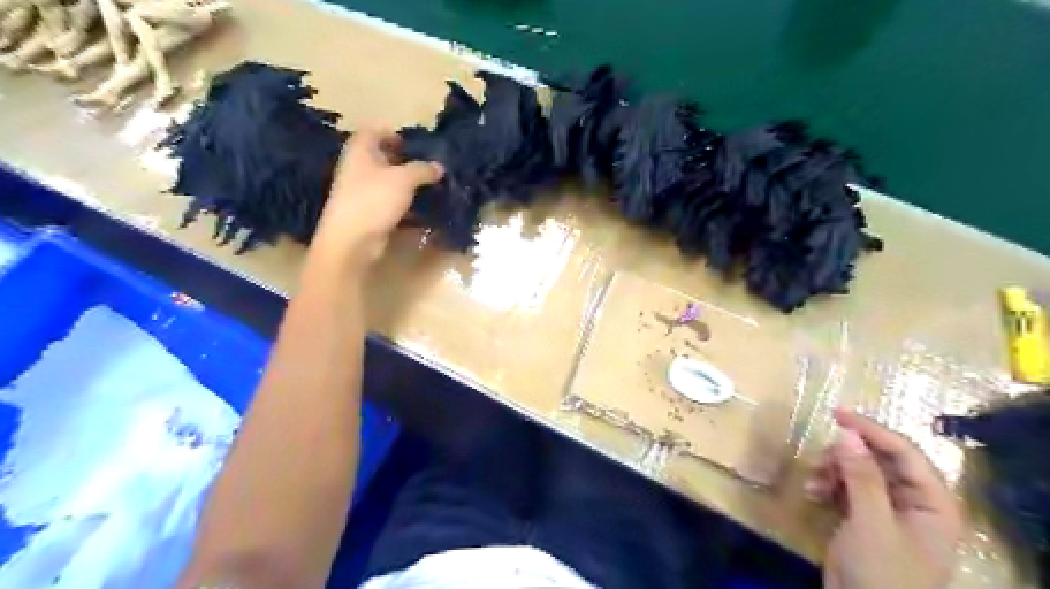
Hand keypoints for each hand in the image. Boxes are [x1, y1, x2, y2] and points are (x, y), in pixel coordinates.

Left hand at [310, 130, 441, 265]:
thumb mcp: (404, 179)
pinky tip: (424, 209)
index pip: (374, 130)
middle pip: (384, 156)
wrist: (352, 240)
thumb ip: (423, 169)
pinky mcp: (370, 212)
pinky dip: (406, 203)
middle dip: (407, 160)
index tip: (416, 144)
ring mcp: (363, 191)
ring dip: (409, 184)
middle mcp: (358, 167)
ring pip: (389, 181)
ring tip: (432, 187)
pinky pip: (391, 201)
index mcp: (360, 150)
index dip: (394, 133)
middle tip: (430, 166)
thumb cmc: (374, 200)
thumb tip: (440, 166)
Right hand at [807, 406, 962, 587]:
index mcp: (932, 503)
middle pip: (879, 459)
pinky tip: (811, 492)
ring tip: (812, 479)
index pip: (905, 453)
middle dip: (846, 454)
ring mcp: (886, 510)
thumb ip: (861, 476)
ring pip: (857, 471)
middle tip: (819, 456)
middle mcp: (912, 502)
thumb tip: (847, 433)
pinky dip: (826, 485)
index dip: (872, 430)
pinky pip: (844, 487)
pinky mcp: (863, 517)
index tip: (837, 413)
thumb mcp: (871, 522)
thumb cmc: (882, 572)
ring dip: (832, 470)